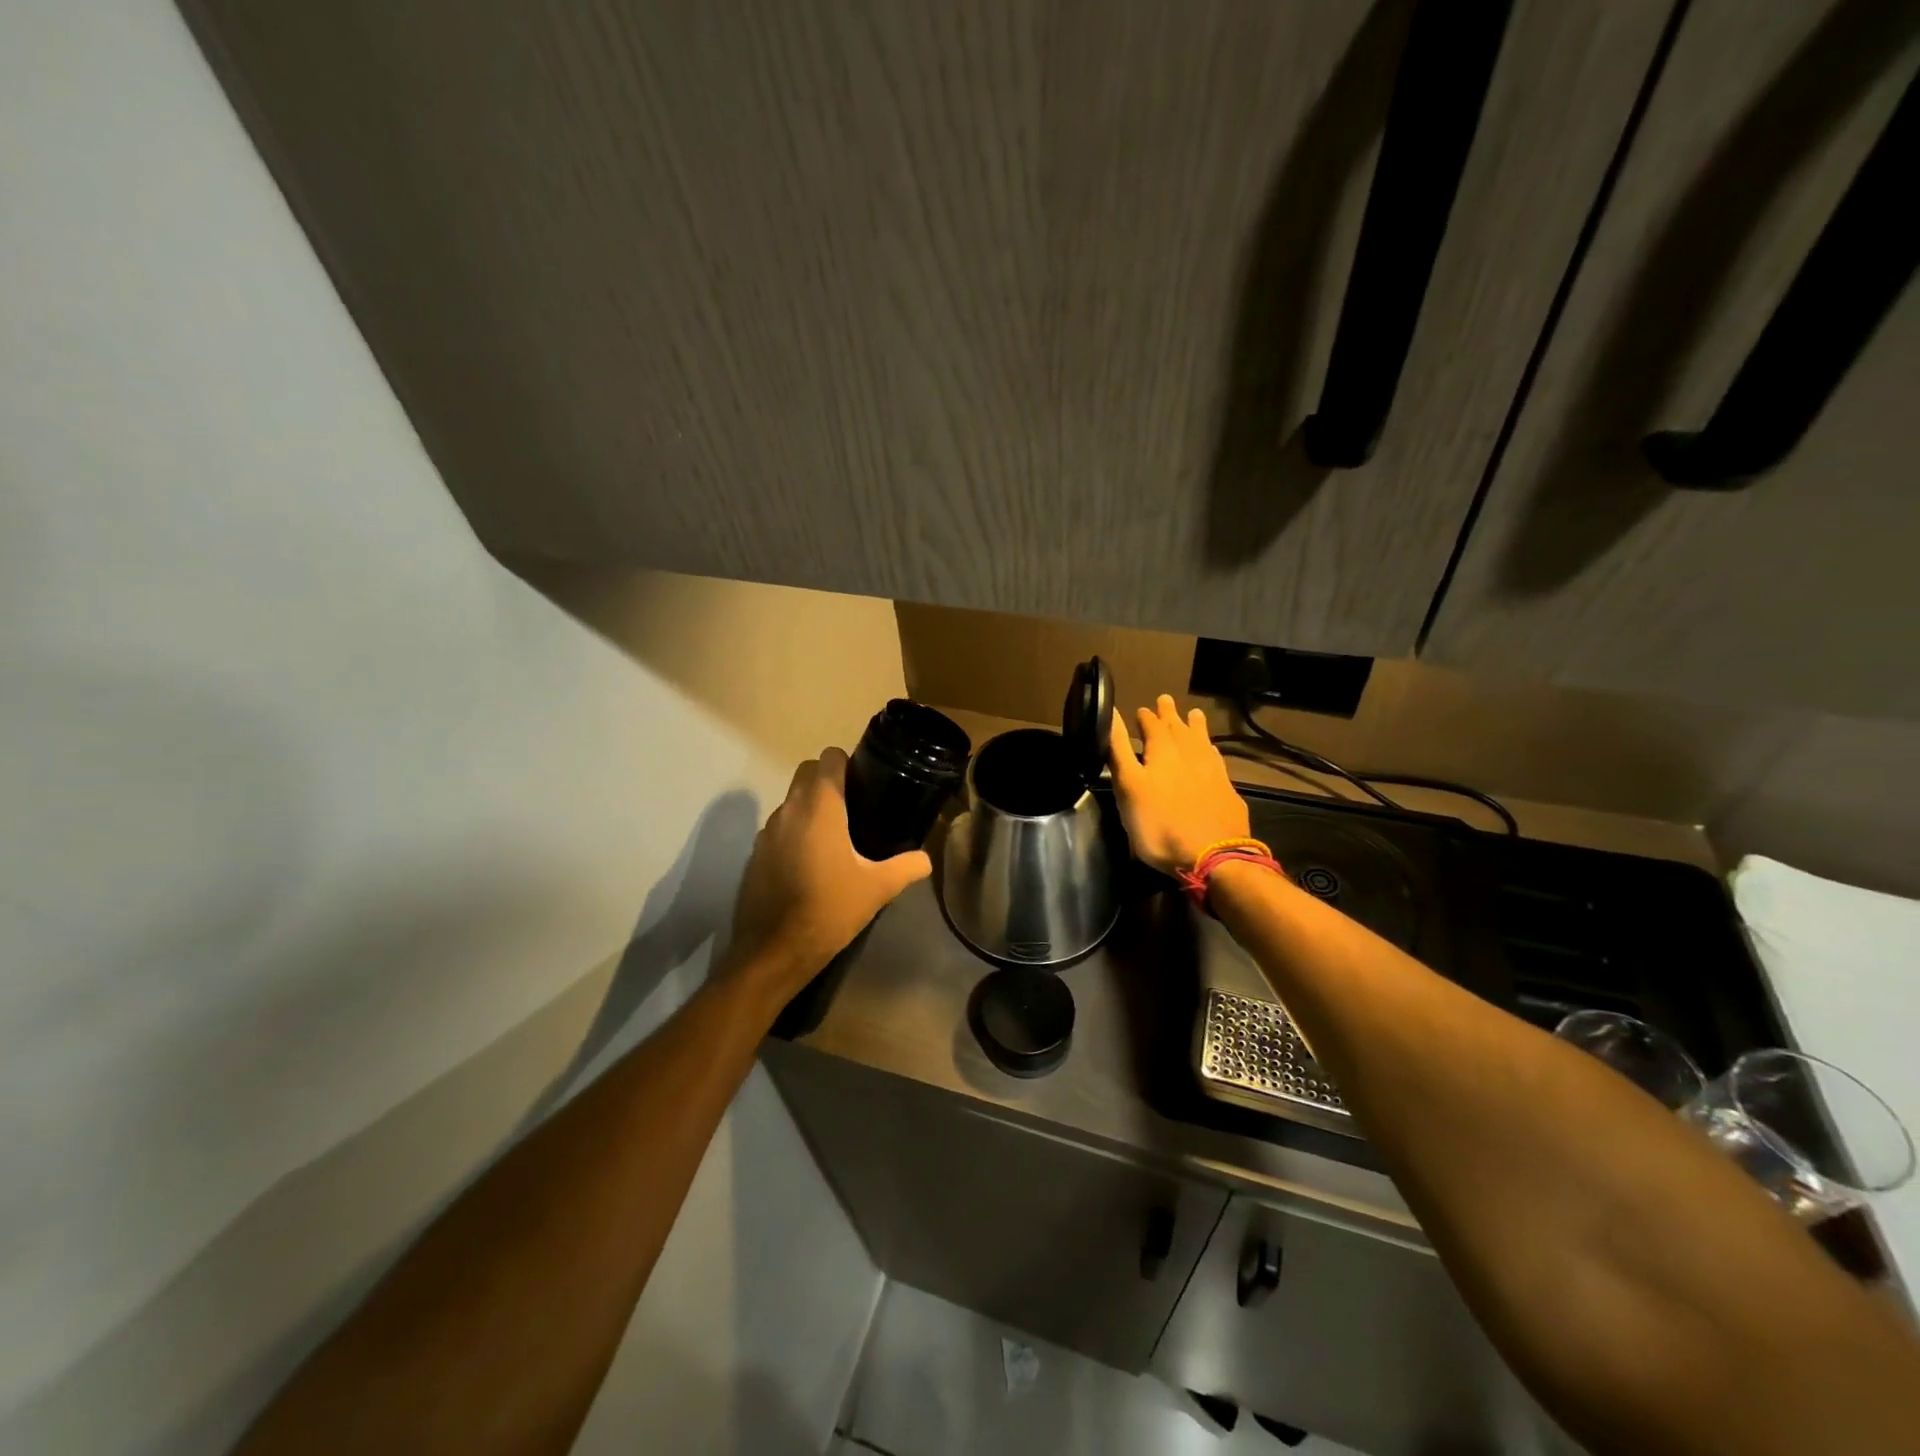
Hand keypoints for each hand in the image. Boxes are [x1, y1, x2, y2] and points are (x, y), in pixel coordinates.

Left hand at [723, 748, 931, 998]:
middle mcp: (789, 810)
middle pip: (806, 773)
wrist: (774, 952)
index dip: (847, 763)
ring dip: (810, 806)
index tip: (865, 781)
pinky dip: (795, 832)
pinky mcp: (755, 854)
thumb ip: (906, 867)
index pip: (828, 759)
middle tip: (855, 806)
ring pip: (790, 800)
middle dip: (827, 779)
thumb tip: (925, 859)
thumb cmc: (829, 910)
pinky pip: (778, 828)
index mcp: (820, 808)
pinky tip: (812, 862)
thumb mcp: (877, 889)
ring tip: (837, 835)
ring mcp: (767, 832)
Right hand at [1108, 696, 1251, 874]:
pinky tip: (1211, 753)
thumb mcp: (1128, 787)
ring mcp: (1212, 772)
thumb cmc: (1159, 824)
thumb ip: (1119, 750)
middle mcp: (1190, 754)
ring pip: (1202, 741)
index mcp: (1163, 751)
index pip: (1152, 725)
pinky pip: (1217, 760)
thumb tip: (1110, 713)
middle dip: (1170, 714)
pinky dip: (1211, 750)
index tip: (1141, 710)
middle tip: (1166, 700)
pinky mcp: (1227, 791)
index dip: (1145, 717)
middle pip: (1179, 728)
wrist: (1213, 856)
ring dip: (1195, 726)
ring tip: (1194, 714)